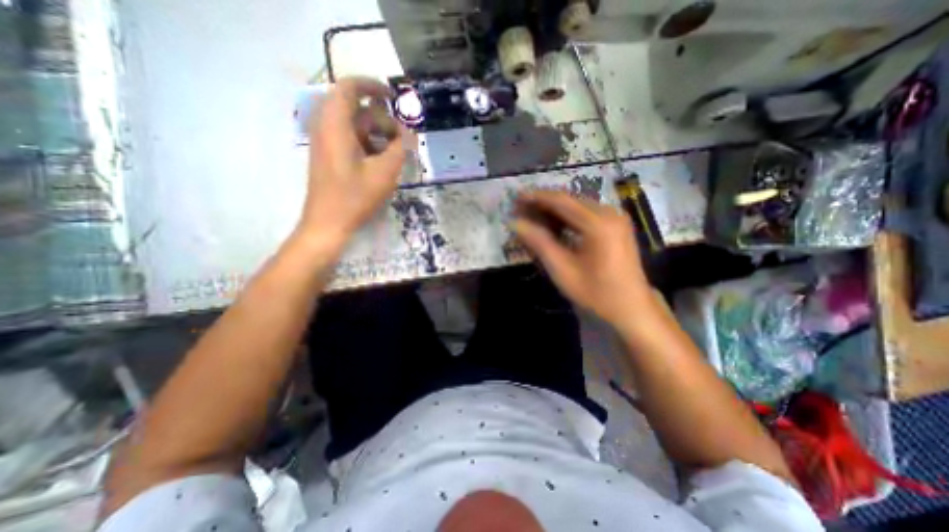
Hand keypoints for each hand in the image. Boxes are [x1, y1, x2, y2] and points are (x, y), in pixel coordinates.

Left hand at [300, 77, 412, 248]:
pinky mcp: (329, 155)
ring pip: (355, 126)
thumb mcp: (384, 172)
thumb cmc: (355, 197)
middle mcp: (326, 127)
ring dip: (377, 134)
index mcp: (335, 125)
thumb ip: (399, 149)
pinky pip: (350, 139)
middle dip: (382, 119)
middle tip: (401, 140)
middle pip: (357, 109)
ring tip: (394, 154)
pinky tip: (381, 163)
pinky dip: (368, 144)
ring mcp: (326, 142)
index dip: (373, 85)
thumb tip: (408, 134)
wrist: (327, 223)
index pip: (350, 87)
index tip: (394, 96)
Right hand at [511, 191, 653, 327]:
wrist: (631, 308)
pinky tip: (553, 225)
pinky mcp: (616, 225)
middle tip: (521, 209)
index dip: (536, 197)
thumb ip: (539, 242)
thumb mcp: (563, 269)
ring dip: (554, 210)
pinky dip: (567, 217)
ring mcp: (615, 218)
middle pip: (570, 200)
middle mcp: (609, 213)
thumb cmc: (596, 293)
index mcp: (598, 223)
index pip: (561, 201)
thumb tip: (516, 223)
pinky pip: (586, 214)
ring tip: (532, 216)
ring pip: (577, 206)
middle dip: (543, 203)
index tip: (516, 197)